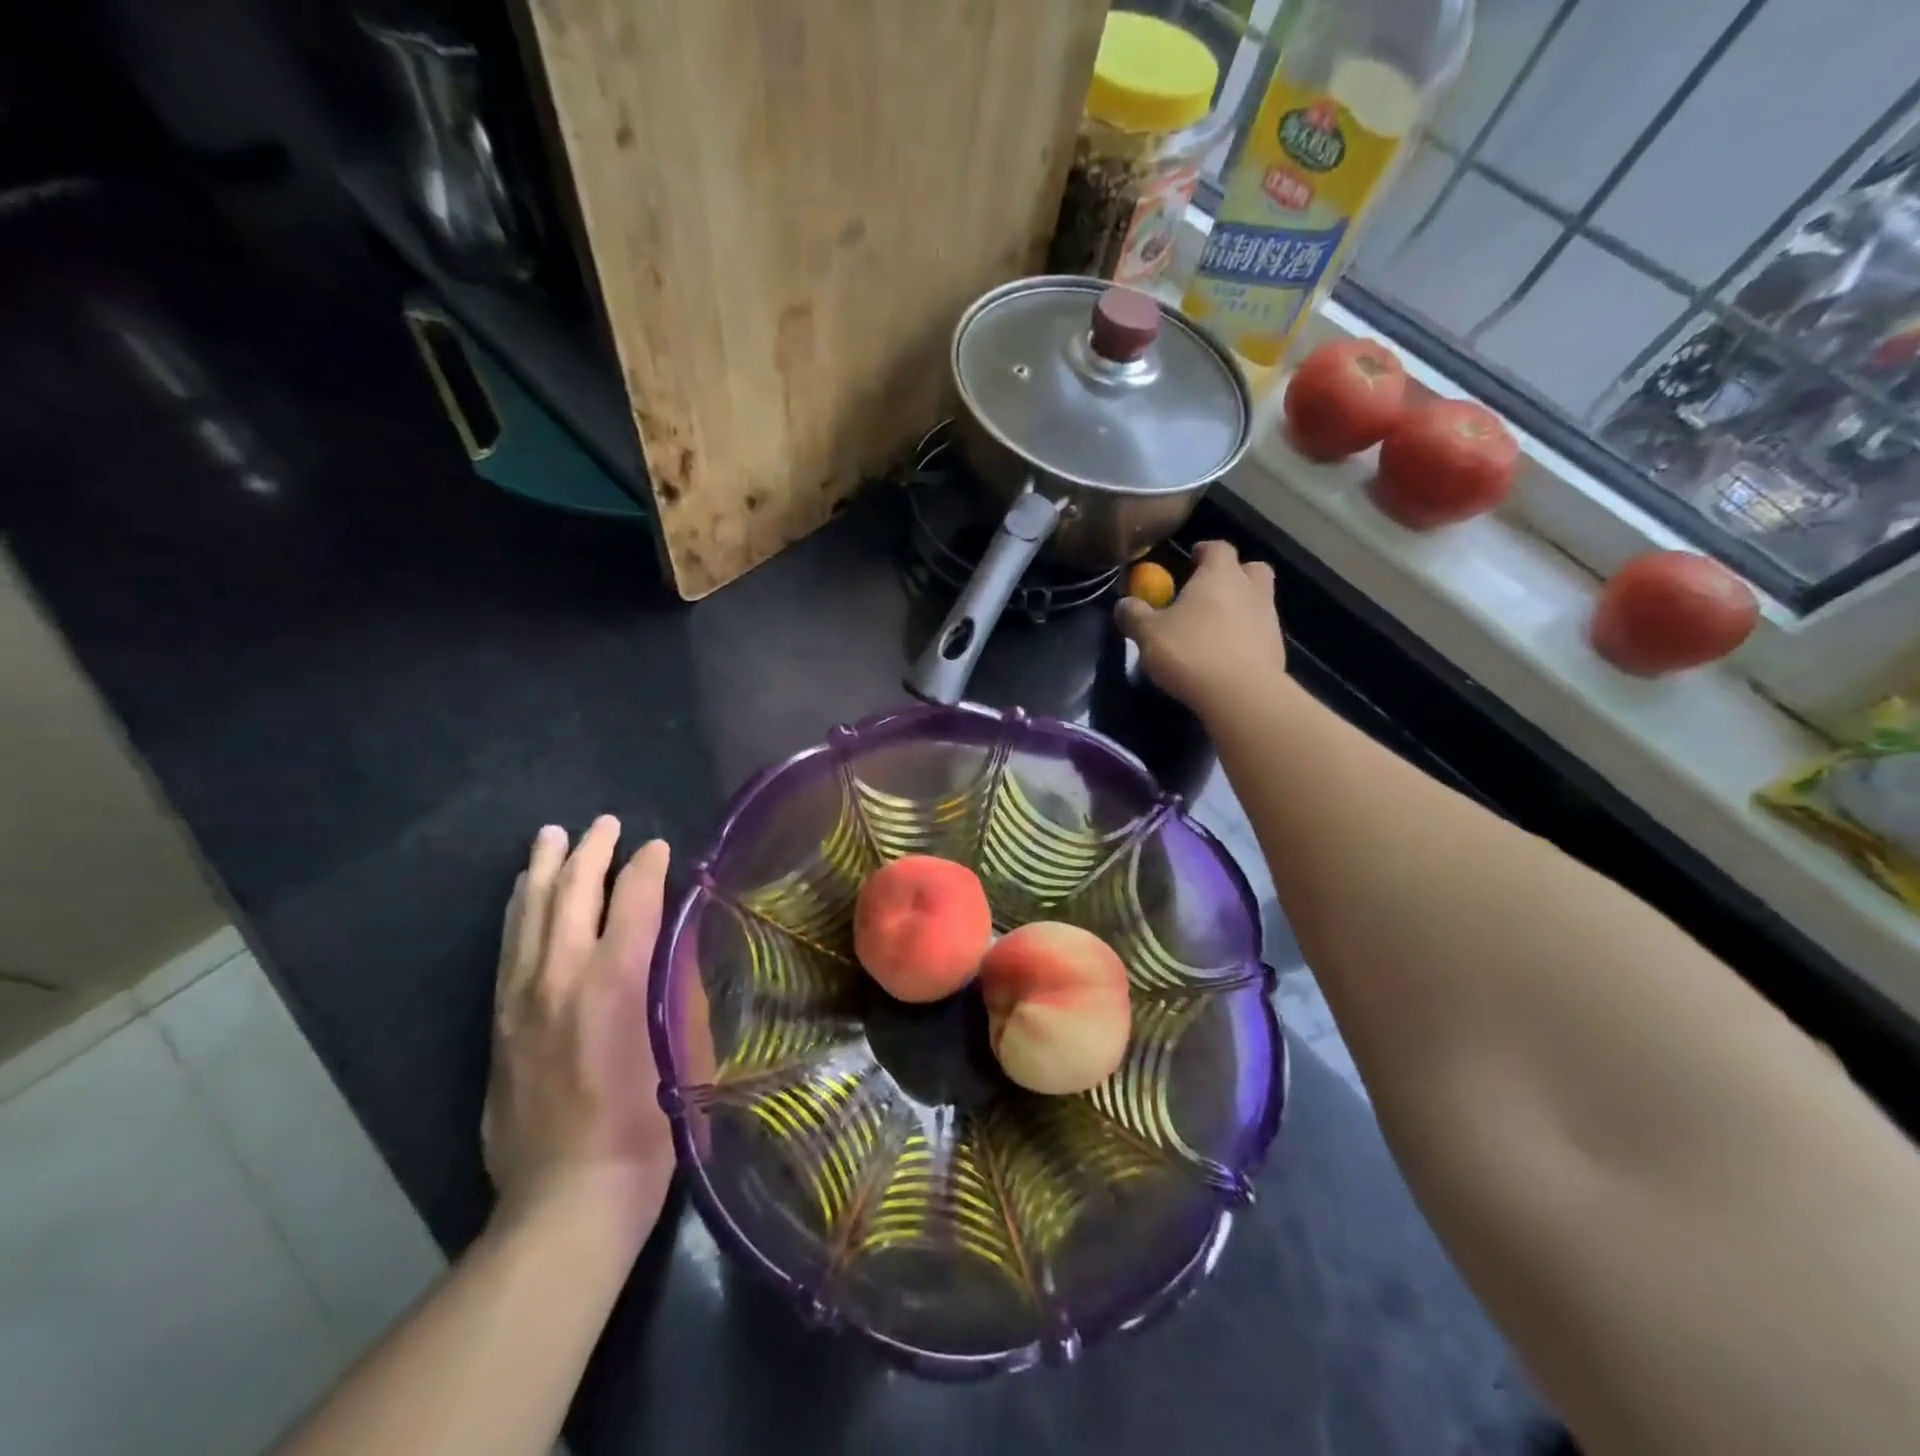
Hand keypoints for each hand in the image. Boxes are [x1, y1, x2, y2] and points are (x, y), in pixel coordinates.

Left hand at [483, 817, 673, 1230]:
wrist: (568, 1199)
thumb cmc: (648, 1125)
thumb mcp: (685, 1049)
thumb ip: (677, 988)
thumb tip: (674, 944)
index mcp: (615, 982)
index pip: (633, 899)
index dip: (648, 866)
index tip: (659, 847)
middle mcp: (561, 978)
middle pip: (572, 895)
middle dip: (590, 852)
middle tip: (605, 824)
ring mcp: (521, 1000)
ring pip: (529, 915)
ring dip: (544, 871)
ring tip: (552, 837)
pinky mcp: (500, 1024)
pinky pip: (509, 949)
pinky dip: (519, 911)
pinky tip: (523, 896)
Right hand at [1115, 540, 1284, 712]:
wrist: (1240, 694)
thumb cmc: (1190, 651)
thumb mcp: (1148, 634)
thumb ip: (1135, 615)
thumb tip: (1124, 603)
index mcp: (1220, 576)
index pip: (1218, 548)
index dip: (1205, 550)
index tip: (1192, 558)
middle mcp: (1250, 590)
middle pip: (1252, 569)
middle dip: (1234, 574)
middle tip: (1212, 590)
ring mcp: (1269, 620)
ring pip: (1259, 601)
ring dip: (1241, 608)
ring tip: (1215, 629)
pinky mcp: (1277, 650)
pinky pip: (1260, 633)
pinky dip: (1246, 637)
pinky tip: (1227, 656)